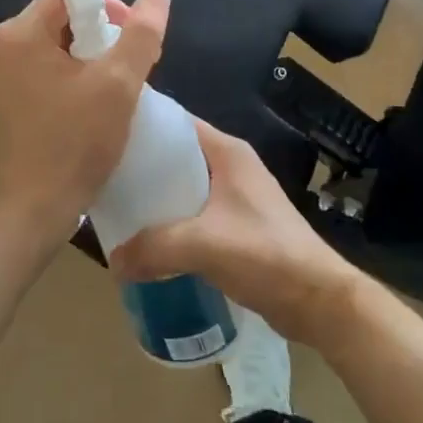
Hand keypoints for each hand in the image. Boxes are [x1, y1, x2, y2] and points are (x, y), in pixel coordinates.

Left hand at [0, 0, 170, 253]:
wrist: (29, 213)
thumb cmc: (75, 144)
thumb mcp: (118, 85)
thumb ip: (141, 34)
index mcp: (17, 33)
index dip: (106, 7)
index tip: (130, 39)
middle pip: (53, 21)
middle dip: (93, 36)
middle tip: (125, 68)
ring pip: (43, 50)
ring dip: (77, 61)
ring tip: (107, 91)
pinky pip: (29, 76)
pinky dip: (56, 82)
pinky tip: (78, 111)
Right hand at [110, 118, 362, 342]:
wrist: (320, 301)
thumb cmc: (266, 255)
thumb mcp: (203, 245)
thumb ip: (153, 248)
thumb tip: (113, 260)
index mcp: (227, 152)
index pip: (177, 122)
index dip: (143, 124)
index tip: (106, 133)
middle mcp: (231, 165)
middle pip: (177, 154)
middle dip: (142, 165)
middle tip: (103, 176)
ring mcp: (237, 196)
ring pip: (185, 186)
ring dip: (157, 197)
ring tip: (118, 207)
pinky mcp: (239, 225)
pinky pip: (194, 213)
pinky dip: (172, 221)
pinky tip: (148, 239)